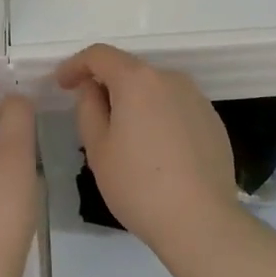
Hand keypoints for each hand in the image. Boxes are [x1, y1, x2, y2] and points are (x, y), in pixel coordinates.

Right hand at [55, 44, 237, 249]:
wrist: (201, 221)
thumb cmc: (138, 185)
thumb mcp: (98, 148)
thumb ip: (88, 108)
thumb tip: (92, 88)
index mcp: (137, 80)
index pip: (99, 55)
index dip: (76, 65)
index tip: (62, 84)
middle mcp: (170, 79)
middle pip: (130, 71)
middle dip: (107, 87)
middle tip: (92, 119)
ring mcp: (197, 99)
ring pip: (155, 90)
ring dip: (135, 103)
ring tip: (126, 141)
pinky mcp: (213, 121)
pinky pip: (176, 109)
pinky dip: (160, 118)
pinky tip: (157, 152)